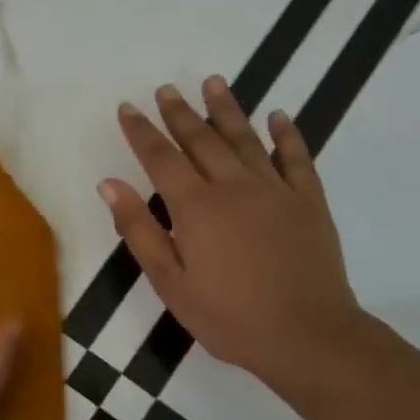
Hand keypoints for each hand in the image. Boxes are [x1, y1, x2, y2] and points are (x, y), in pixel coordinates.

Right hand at [98, 78, 365, 399]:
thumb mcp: (170, 282)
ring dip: (227, 109)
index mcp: (196, 206)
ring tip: (214, 82)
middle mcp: (234, 186)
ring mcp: (275, 190)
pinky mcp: (309, 202)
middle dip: (179, 113)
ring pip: (246, 139)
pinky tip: (279, 116)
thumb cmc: (229, 316)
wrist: (307, 336)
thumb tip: (109, 184)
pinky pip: (296, 158)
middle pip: (201, 139)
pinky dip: (286, 134)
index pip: (160, 157)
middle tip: (166, 89)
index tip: (127, 107)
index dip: (141, 131)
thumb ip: (139, 229)